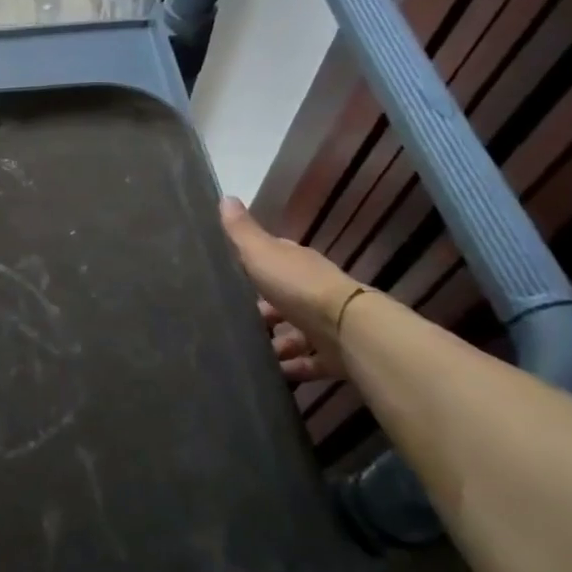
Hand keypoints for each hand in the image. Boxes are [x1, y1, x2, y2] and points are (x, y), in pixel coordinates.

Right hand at [219, 198, 362, 383]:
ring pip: (293, 333)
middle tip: (230, 322)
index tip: (228, 275)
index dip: (251, 265)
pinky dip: (290, 368)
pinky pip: (307, 362)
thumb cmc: (297, 286)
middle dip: (259, 311)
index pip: (272, 260)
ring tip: (246, 354)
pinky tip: (270, 375)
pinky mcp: (332, 355)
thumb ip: (241, 231)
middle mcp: (311, 291)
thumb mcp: (261, 253)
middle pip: (281, 299)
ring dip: (274, 343)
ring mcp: (324, 324)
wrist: (346, 328)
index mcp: (295, 264)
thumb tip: (225, 196)